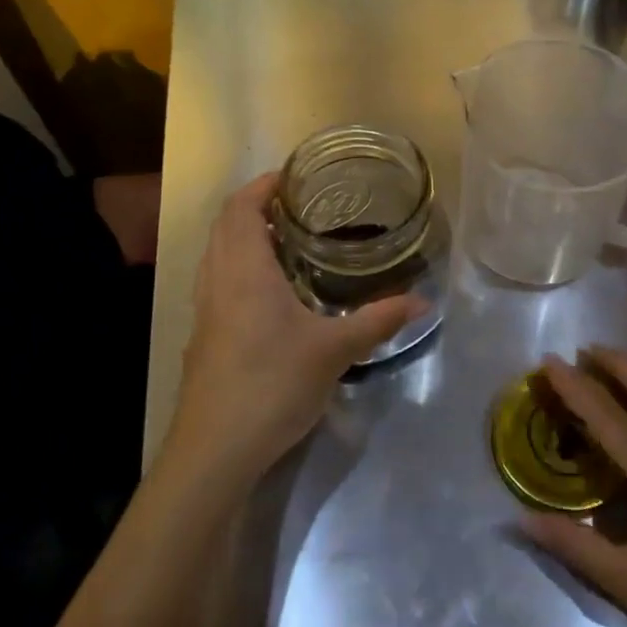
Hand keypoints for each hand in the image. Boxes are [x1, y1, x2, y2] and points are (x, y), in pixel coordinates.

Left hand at [163, 173, 423, 488]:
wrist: (214, 450)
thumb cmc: (272, 385)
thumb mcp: (335, 350)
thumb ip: (378, 320)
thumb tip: (424, 302)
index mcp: (244, 269)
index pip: (242, 206)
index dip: (264, 184)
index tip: (296, 177)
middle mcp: (217, 278)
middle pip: (225, 223)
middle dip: (257, 205)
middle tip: (300, 206)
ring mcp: (204, 308)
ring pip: (217, 251)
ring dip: (244, 235)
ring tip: (287, 239)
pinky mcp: (203, 334)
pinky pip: (217, 278)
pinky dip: (238, 264)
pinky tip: (270, 291)